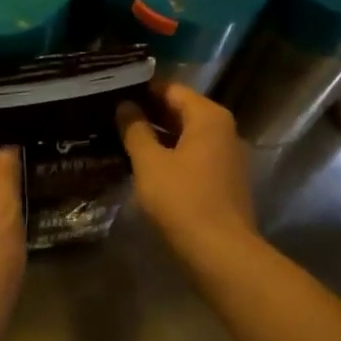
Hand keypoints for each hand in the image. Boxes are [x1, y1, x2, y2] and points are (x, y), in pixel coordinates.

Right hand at [117, 83, 256, 254]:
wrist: (221, 252)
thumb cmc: (183, 200)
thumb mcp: (150, 163)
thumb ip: (135, 130)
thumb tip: (125, 106)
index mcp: (209, 117)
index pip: (172, 89)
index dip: (142, 89)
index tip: (114, 91)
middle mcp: (224, 130)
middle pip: (182, 110)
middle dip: (149, 112)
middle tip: (112, 114)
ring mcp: (227, 156)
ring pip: (187, 135)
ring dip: (158, 135)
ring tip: (122, 136)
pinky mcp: (224, 179)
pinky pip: (194, 155)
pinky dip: (171, 154)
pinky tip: (145, 163)